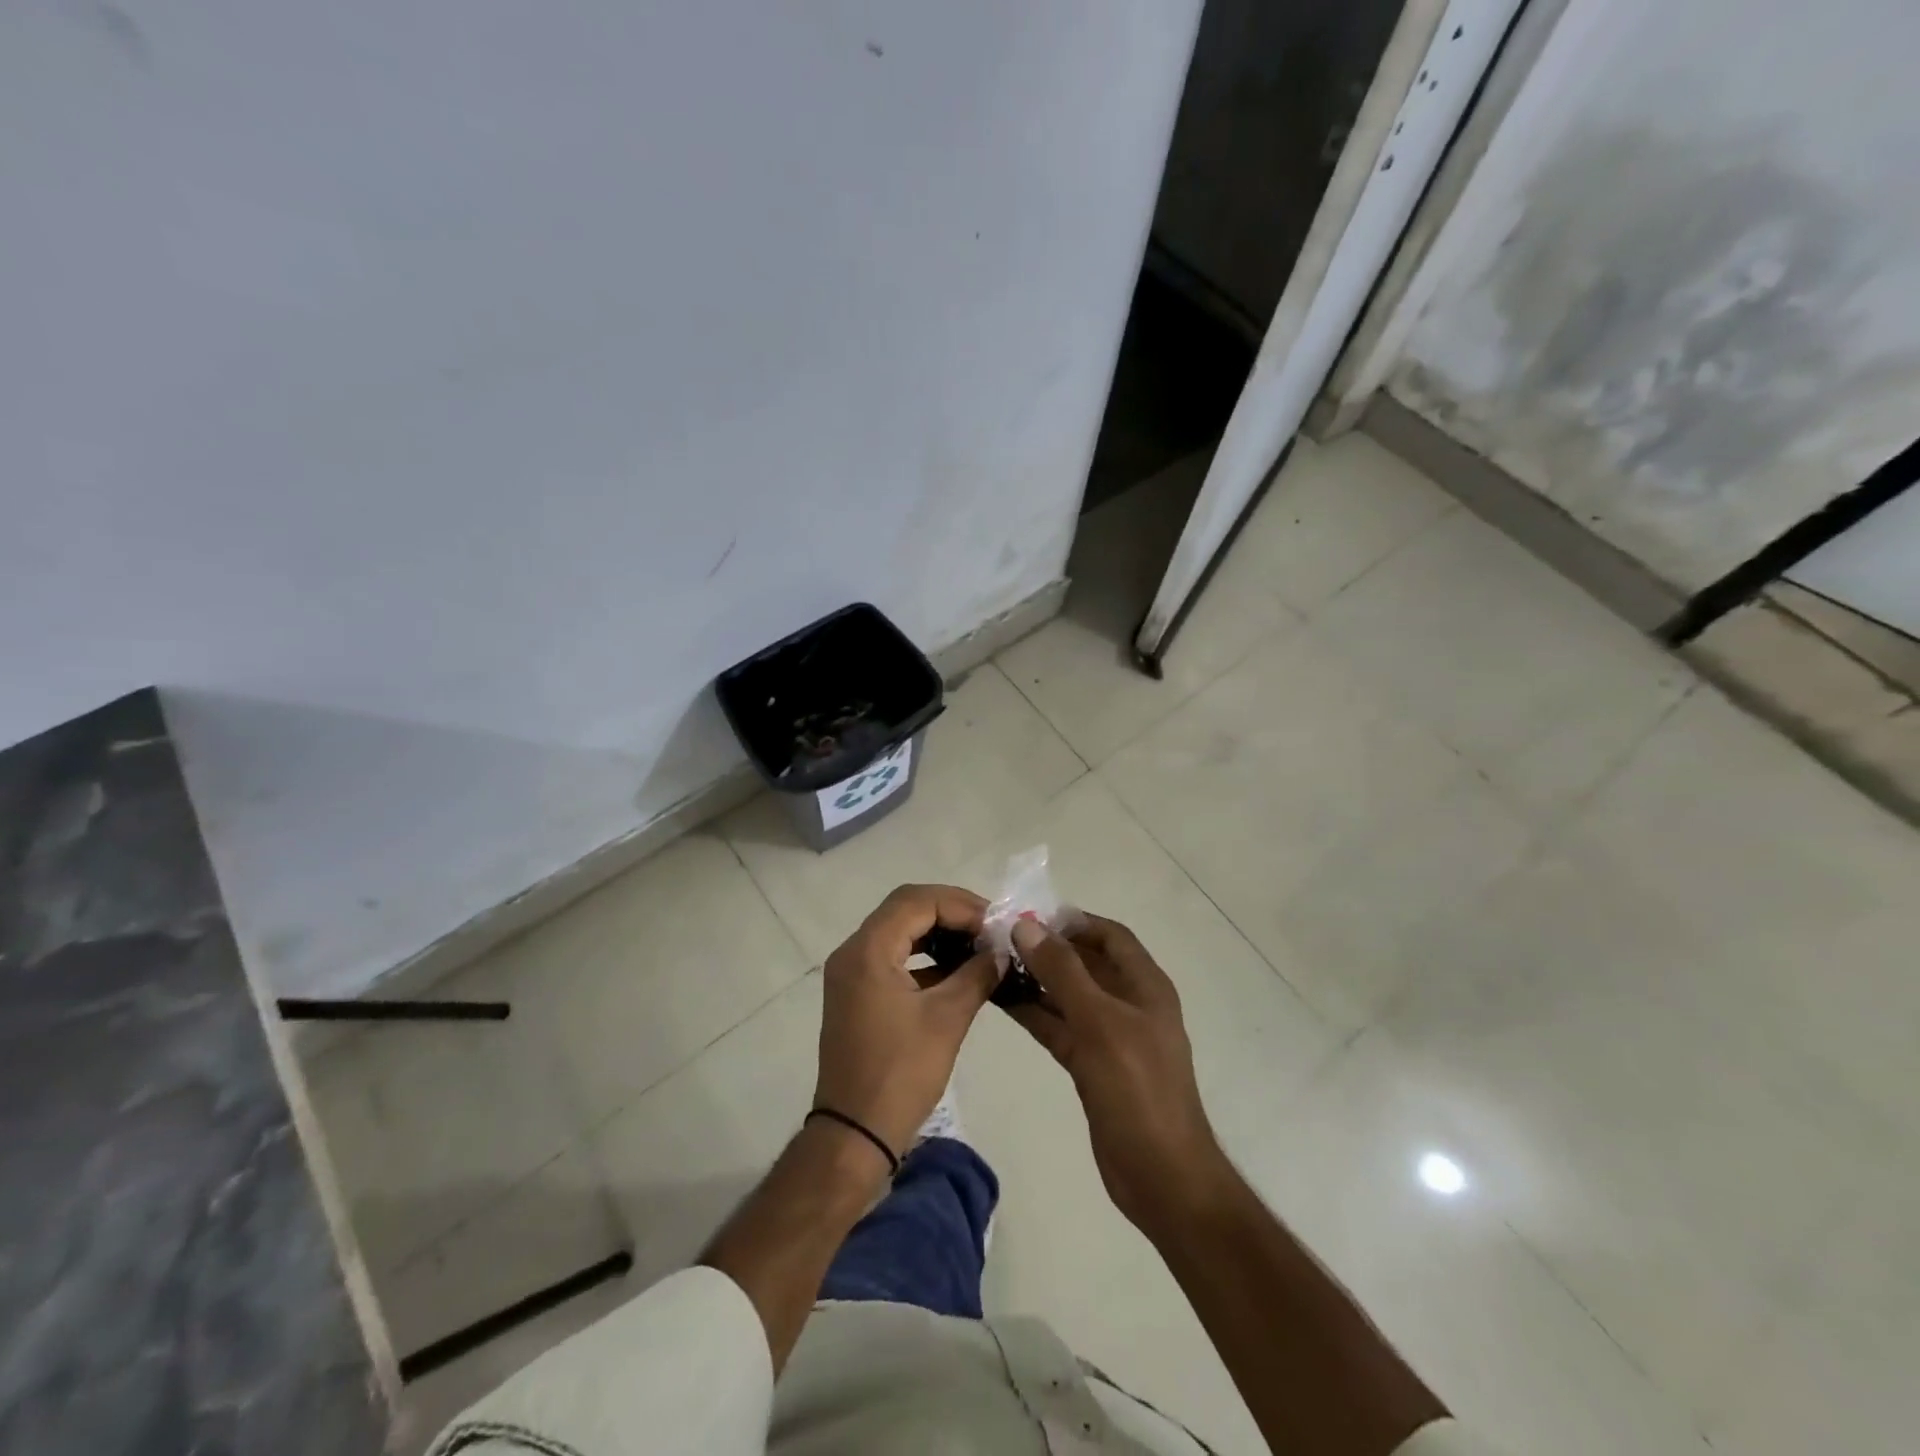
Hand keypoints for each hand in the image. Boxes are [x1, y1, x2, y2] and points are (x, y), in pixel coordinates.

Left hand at [813, 884, 1001, 1161]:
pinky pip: (894, 957)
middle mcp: (854, 952)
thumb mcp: (947, 1019)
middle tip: (990, 927)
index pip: (916, 902)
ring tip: (979, 944)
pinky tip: (958, 969)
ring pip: (900, 931)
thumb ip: (977, 975)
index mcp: (868, 950)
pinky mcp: (858, 994)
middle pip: (906, 909)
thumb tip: (1001, 952)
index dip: (960, 904)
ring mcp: (852, 973)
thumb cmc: (900, 1073)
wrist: (855, 1134)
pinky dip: (925, 957)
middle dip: (951, 912)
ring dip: (939, 932)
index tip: (996, 921)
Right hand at [1007, 915, 1231, 1238]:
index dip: (1073, 920)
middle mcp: (1128, 1003)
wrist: (1161, 1176)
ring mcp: (1109, 1036)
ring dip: (1036, 979)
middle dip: (1047, 948)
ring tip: (992, 964)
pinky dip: (1035, 1012)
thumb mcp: (1099, 1023)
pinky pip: (1059, 1026)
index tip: (1029, 915)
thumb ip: (1062, 972)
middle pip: (1086, 962)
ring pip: (1068, 995)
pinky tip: (1002, 1001)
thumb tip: (1026, 925)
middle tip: (999, 938)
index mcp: (1145, 985)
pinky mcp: (1091, 1065)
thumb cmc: (1138, 1090)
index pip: (1109, 935)